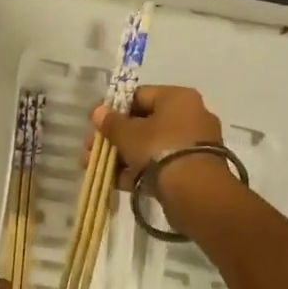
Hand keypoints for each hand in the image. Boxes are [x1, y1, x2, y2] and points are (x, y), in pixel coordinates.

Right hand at [90, 85, 224, 190]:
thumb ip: (111, 122)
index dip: (113, 109)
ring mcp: (194, 144)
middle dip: (114, 138)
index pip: (139, 96)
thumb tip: (98, 111)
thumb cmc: (159, 150)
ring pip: (150, 146)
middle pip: (143, 123)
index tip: (94, 123)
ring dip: (122, 156)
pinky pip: (161, 164)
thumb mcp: (128, 134)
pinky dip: (139, 171)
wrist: (196, 193)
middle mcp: (190, 115)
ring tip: (97, 169)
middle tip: (91, 149)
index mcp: (178, 98)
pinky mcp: (194, 169)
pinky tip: (115, 182)